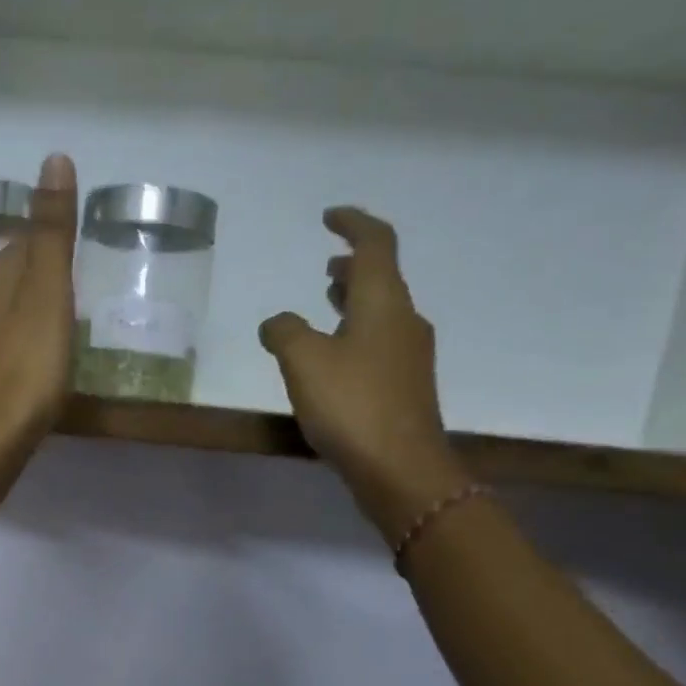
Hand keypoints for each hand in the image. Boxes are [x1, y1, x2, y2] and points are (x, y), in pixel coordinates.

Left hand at [0, 153, 78, 446]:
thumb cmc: (30, 362)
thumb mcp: (51, 290)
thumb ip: (52, 230)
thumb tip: (54, 157)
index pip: (23, 244)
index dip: (50, 252)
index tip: (75, 269)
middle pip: (8, 279)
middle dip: (34, 284)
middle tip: (70, 305)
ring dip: (20, 318)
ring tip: (50, 338)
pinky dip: (10, 350)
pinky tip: (24, 368)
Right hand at [259, 207, 469, 542]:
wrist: (400, 468)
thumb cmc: (352, 405)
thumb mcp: (304, 362)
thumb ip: (285, 332)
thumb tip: (277, 322)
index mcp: (384, 302)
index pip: (375, 244)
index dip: (353, 223)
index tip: (329, 217)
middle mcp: (404, 321)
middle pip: (382, 278)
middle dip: (354, 266)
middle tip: (328, 262)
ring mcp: (408, 356)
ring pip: (380, 312)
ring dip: (353, 300)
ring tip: (326, 302)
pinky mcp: (403, 387)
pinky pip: (377, 343)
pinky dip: (354, 333)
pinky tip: (333, 357)